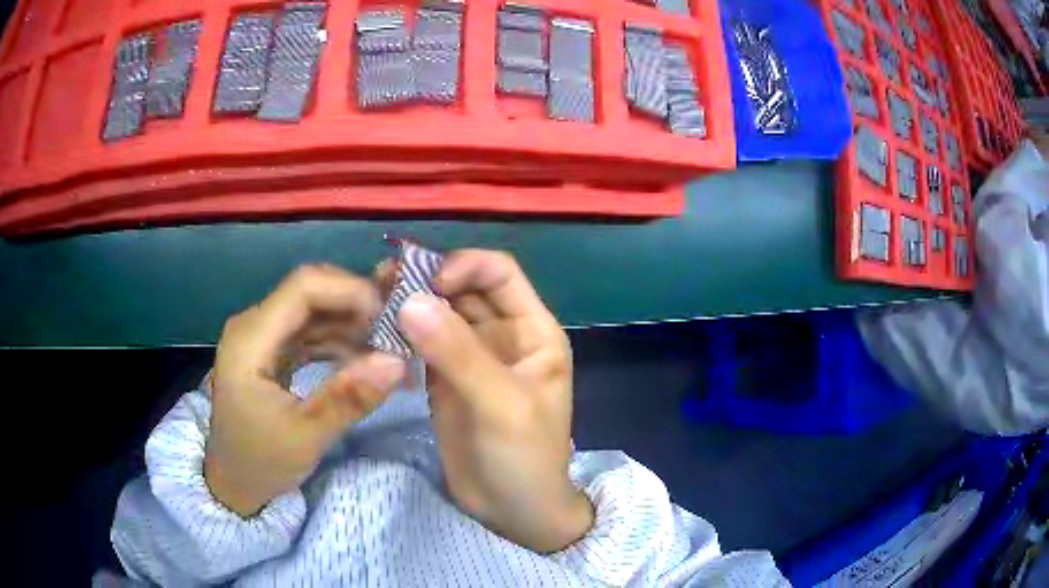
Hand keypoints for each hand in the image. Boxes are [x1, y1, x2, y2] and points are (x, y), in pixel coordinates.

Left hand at [206, 265, 404, 516]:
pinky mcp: (273, 350)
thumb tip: (398, 362)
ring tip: (391, 352)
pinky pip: (312, 331)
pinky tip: (366, 361)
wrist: (233, 482)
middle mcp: (254, 325)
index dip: (350, 291)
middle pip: (311, 291)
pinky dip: (341, 341)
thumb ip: (347, 398)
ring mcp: (263, 336)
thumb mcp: (305, 438)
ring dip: (354, 325)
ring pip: (316, 310)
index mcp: (250, 339)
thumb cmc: (260, 462)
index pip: (303, 287)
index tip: (391, 320)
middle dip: (357, 306)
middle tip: (398, 334)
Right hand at [389, 250, 592, 552]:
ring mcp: (469, 356)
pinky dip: (399, 333)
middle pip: (462, 288)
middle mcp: (501, 334)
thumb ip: (459, 354)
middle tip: (380, 283)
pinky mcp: (442, 378)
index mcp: (532, 330)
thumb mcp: (501, 404)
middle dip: (426, 280)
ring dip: (408, 303)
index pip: (499, 273)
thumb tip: (410, 301)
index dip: (464, 266)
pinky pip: (420, 343)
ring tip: (370, 300)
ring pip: (438, 313)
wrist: (511, 511)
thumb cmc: (524, 457)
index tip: (427, 283)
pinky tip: (373, 330)